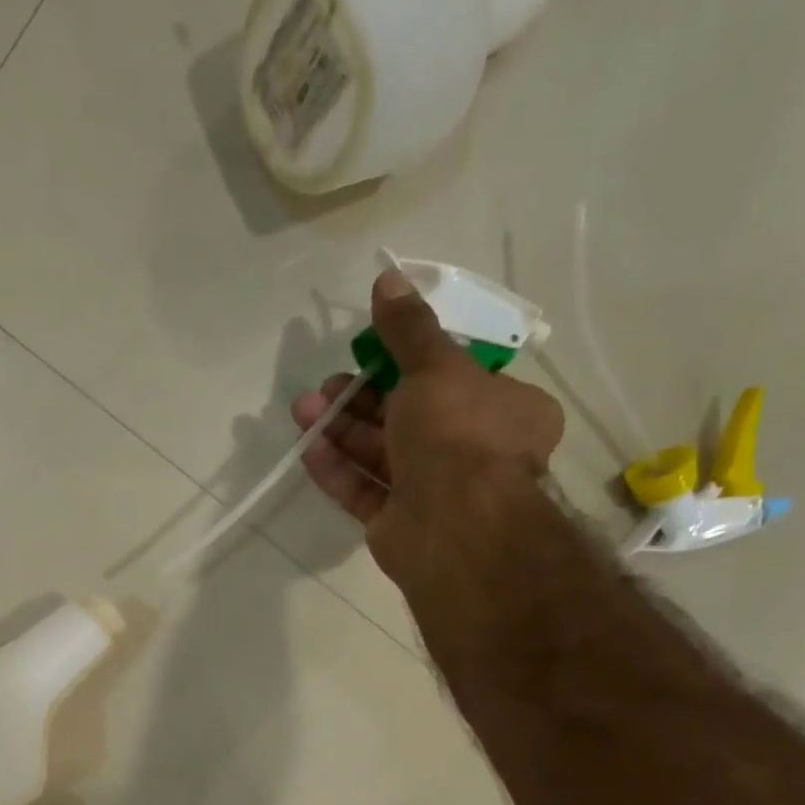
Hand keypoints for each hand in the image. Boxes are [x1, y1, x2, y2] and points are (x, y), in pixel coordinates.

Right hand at [291, 268, 564, 589]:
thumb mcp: (436, 367)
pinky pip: (364, 490)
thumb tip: (388, 278)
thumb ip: (408, 329)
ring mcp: (432, 491)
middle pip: (407, 416)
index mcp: (503, 410)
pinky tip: (308, 447)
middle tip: (327, 384)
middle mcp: (471, 451)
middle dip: (361, 398)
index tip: (372, 350)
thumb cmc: (458, 434)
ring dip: (341, 429)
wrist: (452, 526)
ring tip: (302, 408)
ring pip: (380, 453)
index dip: (409, 363)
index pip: (454, 379)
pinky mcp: (398, 523)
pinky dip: (338, 469)